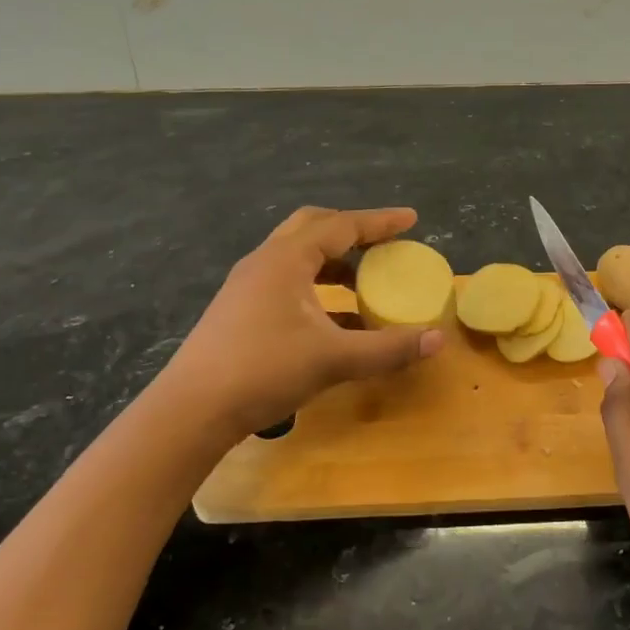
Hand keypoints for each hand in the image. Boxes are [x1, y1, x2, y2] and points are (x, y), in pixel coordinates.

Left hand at [164, 206, 444, 439]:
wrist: (191, 409)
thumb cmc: (264, 370)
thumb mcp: (334, 359)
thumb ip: (388, 348)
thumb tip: (438, 339)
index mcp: (287, 259)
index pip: (342, 226)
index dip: (380, 221)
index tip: (411, 219)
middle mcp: (265, 262)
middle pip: (313, 228)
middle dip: (352, 231)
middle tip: (383, 243)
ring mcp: (248, 286)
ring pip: (298, 257)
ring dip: (334, 262)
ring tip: (364, 282)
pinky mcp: (240, 310)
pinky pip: (288, 283)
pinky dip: (317, 289)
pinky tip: (336, 321)